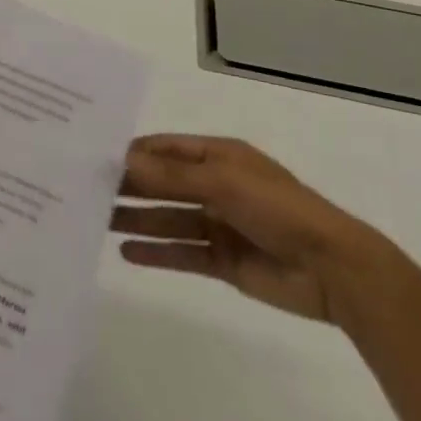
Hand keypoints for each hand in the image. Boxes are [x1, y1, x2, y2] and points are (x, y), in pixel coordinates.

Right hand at [111, 135, 401, 327]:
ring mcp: (220, 224)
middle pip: (163, 183)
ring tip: (96, 221)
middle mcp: (215, 186)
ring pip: (168, 218)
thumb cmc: (278, 209)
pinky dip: (156, 253)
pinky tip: (126, 252)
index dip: (132, 153)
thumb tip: (123, 160)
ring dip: (136, 219)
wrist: (335, 271)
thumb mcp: (222, 182)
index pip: (165, 149)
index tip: (93, 157)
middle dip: (129, 186)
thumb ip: (171, 175)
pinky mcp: (224, 261)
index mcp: (218, 156)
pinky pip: (182, 252)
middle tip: (85, 190)